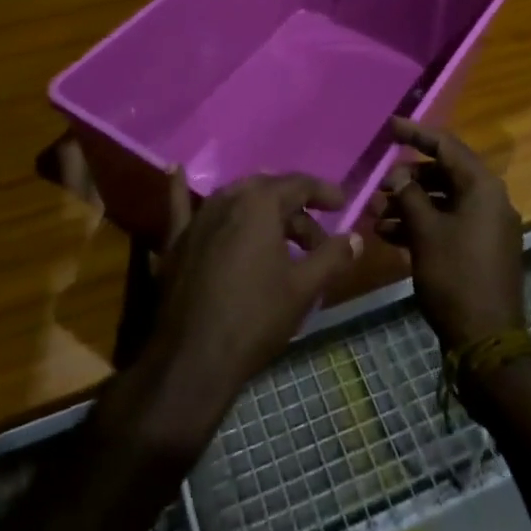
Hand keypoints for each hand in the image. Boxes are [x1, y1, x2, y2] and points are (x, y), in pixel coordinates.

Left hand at [130, 171, 361, 457]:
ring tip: (280, 235)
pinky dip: (182, 189)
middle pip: (268, 192)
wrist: (192, 359)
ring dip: (261, 211)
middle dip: (295, 211)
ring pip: (236, 200)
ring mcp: (197, 219)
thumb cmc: (255, 318)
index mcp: (260, 203)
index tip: (342, 205)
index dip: (323, 193)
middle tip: (315, 241)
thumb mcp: (303, 289)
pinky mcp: (175, 242)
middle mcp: (227, 199)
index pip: (299, 185)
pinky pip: (181, 207)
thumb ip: (332, 257)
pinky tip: (175, 171)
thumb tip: (355, 239)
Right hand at [375, 118, 524, 350]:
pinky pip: (448, 224)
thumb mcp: (426, 232)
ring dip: (409, 204)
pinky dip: (421, 225)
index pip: (447, 146)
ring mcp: (487, 227)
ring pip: (443, 202)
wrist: (487, 342)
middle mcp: (490, 200)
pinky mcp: (480, 250)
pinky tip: (389, 235)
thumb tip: (399, 175)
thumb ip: (410, 196)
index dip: (416, 134)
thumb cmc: (455, 278)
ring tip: (375, 213)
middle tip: (378, 184)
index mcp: (483, 187)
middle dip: (407, 178)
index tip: (389, 127)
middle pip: (444, 174)